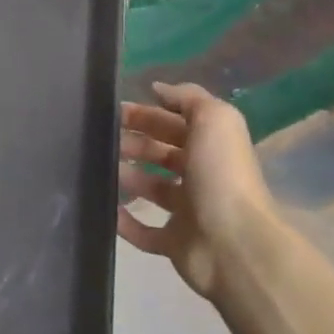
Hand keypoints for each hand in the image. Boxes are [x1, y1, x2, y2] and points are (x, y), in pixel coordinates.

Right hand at [118, 82, 278, 296]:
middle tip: (101, 139)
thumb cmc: (221, 176)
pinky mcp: (176, 244)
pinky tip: (106, 209)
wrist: (234, 244)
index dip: (147, 114)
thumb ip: (188, 98)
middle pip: (161, 153)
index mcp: (211, 147)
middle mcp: (202, 177)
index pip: (175, 124)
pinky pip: (145, 232)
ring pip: (151, 189)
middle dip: (133, 143)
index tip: (112, 112)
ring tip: (98, 170)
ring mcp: (189, 213)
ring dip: (126, 177)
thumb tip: (158, 88)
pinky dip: (125, 222)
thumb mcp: (214, 120)